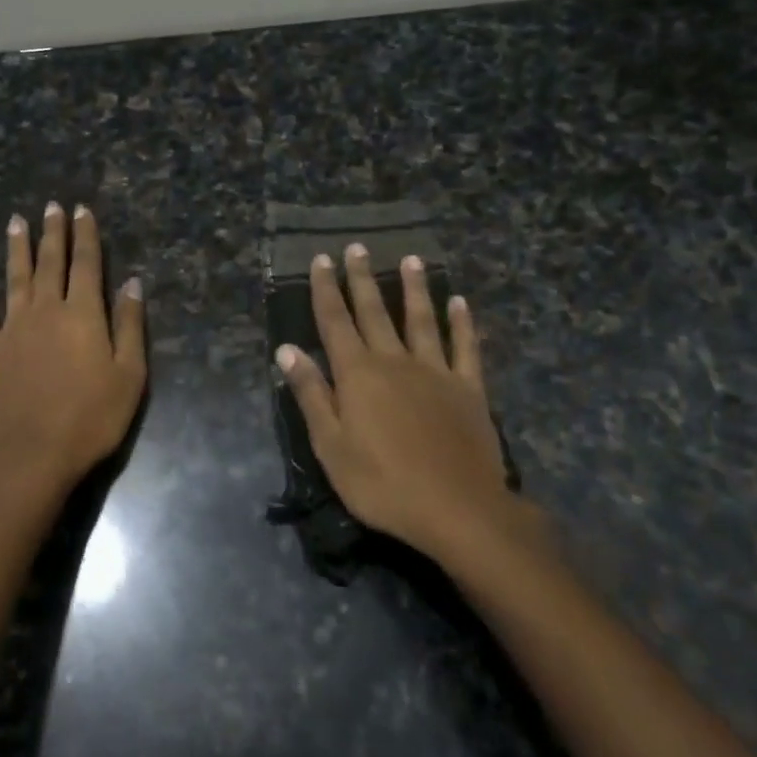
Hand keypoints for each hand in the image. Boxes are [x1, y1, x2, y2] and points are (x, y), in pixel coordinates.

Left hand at [0, 203, 146, 495]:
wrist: (33, 451)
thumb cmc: (91, 416)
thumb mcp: (130, 374)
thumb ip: (131, 325)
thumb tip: (133, 282)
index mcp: (83, 313)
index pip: (86, 264)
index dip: (85, 235)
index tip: (81, 210)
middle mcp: (46, 309)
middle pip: (50, 262)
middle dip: (52, 232)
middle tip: (50, 206)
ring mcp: (13, 327)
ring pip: (15, 277)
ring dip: (16, 247)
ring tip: (15, 221)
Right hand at [276, 244, 529, 561]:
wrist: (458, 509)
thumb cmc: (383, 483)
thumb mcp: (331, 446)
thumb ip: (312, 394)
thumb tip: (288, 350)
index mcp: (358, 373)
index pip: (335, 321)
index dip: (326, 289)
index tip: (321, 259)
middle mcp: (395, 360)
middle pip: (374, 311)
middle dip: (361, 278)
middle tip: (356, 247)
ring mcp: (435, 371)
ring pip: (421, 319)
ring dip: (414, 288)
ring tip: (410, 259)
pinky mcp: (468, 388)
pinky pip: (465, 347)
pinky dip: (462, 323)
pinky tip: (459, 302)